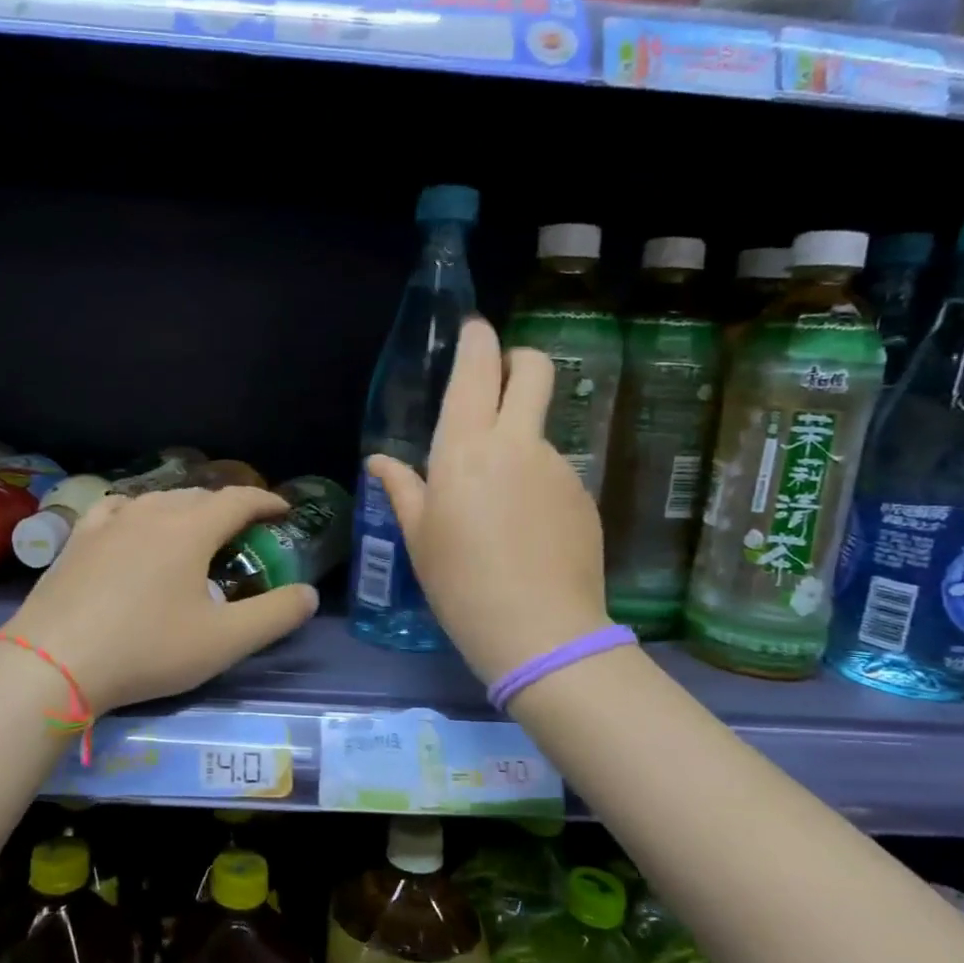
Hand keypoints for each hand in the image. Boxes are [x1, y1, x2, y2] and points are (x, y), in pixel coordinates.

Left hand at [0, 487, 318, 714]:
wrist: (52, 662)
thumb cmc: (146, 649)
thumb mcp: (223, 641)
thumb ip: (274, 616)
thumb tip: (309, 594)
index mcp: (190, 529)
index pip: (238, 500)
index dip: (265, 502)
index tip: (282, 511)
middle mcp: (150, 512)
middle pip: (199, 496)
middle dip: (227, 507)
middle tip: (242, 531)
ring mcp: (108, 522)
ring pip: (158, 500)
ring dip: (185, 508)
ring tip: (194, 530)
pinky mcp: (77, 539)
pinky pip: (117, 510)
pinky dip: (138, 512)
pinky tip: (132, 526)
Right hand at [368, 318, 609, 683]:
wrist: (540, 631)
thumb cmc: (460, 582)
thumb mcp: (419, 536)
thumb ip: (402, 488)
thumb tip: (379, 461)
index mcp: (466, 447)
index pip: (477, 369)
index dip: (477, 340)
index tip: (473, 330)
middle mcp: (517, 443)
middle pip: (534, 369)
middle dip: (518, 358)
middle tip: (500, 379)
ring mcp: (558, 466)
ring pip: (540, 428)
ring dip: (519, 440)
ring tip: (498, 502)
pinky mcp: (583, 494)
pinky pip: (554, 471)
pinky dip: (536, 482)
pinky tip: (524, 529)